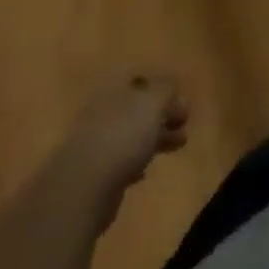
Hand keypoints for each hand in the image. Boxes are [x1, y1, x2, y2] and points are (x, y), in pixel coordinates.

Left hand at [73, 74, 188, 188]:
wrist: (84, 187)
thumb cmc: (123, 136)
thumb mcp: (153, 103)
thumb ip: (166, 90)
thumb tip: (171, 87)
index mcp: (112, 89)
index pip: (139, 80)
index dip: (163, 89)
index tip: (182, 103)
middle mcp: (100, 111)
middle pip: (136, 108)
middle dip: (162, 115)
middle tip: (184, 125)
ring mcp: (94, 142)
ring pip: (130, 134)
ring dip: (154, 138)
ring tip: (176, 147)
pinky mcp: (92, 173)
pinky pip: (120, 161)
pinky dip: (135, 162)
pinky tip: (145, 171)